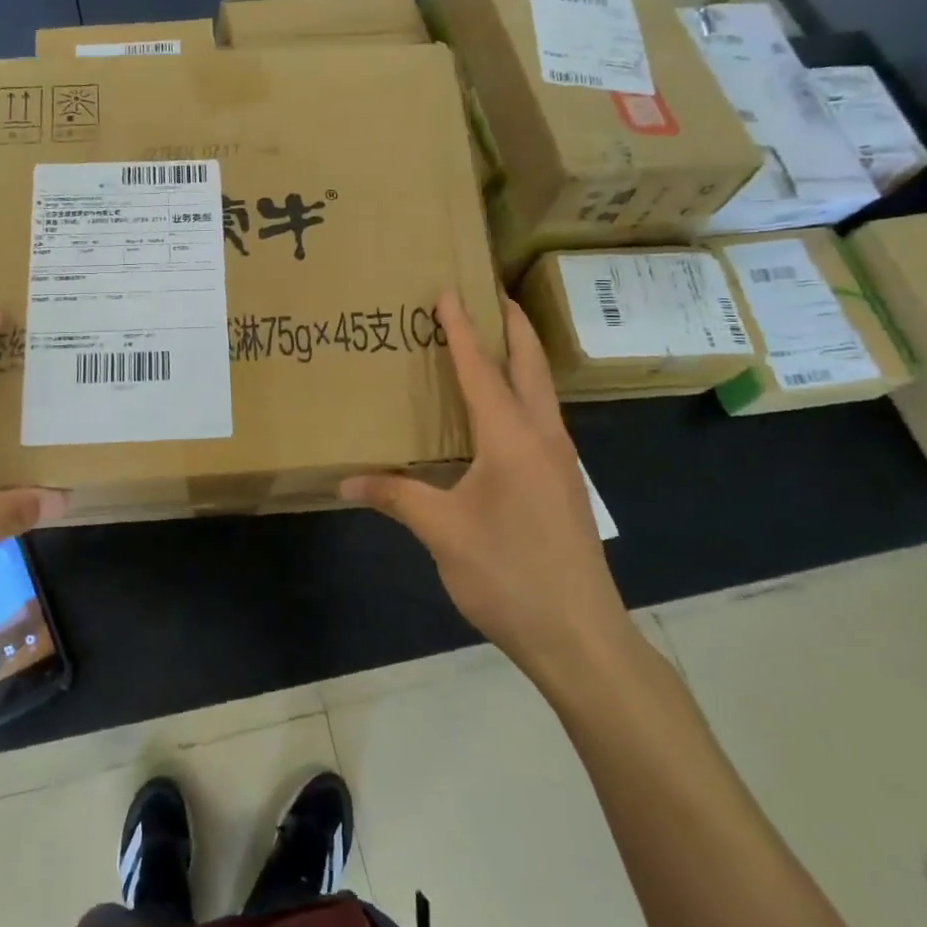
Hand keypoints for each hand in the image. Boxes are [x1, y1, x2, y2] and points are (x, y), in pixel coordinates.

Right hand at [341, 293, 635, 685]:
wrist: (580, 635)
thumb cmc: (508, 575)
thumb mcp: (442, 533)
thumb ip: (396, 497)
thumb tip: (345, 482)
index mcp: (511, 438)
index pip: (481, 369)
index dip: (462, 329)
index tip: (449, 291)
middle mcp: (542, 437)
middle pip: (530, 365)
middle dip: (513, 325)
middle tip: (491, 293)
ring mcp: (561, 460)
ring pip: (541, 391)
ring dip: (520, 358)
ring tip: (493, 341)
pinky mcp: (564, 483)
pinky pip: (542, 418)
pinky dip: (522, 393)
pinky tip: (502, 411)